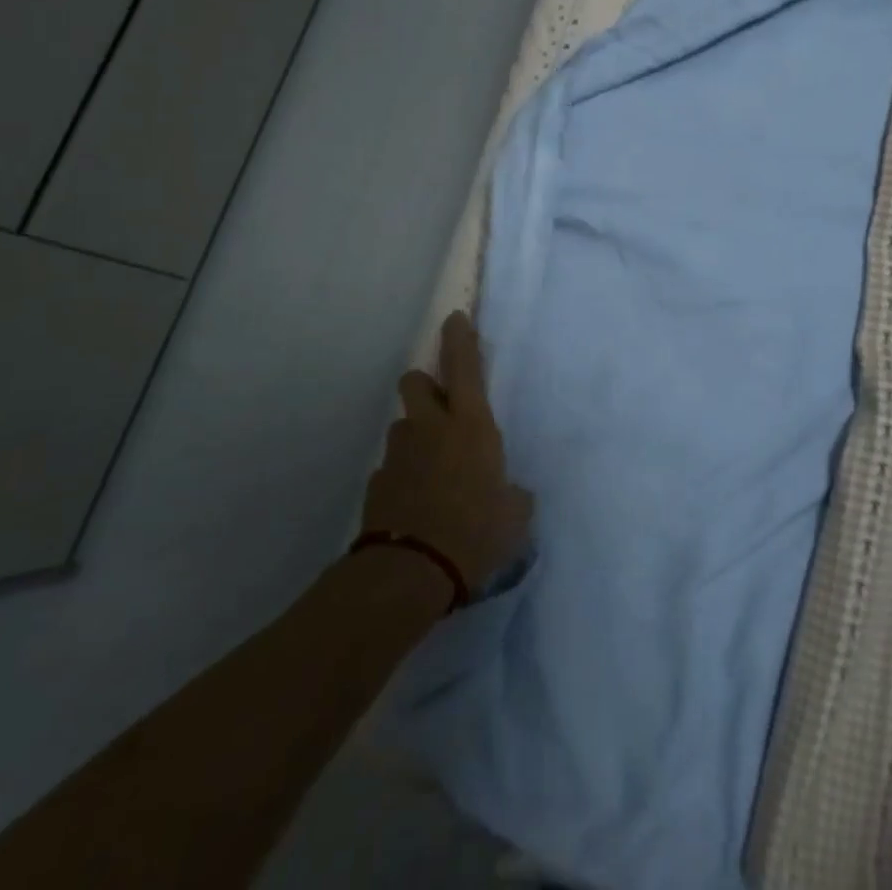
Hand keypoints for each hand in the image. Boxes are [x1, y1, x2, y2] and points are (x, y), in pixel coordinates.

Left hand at [362, 312, 532, 590]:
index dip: (459, 338)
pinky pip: (392, 468)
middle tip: (440, 409)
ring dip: (416, 437)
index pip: (464, 366)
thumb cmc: (476, 532)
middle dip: (426, 386)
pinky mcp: (376, 484)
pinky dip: (403, 477)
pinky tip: (415, 505)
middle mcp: (430, 429)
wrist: (411, 572)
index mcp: (470, 425)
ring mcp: (398, 454)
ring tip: (432, 472)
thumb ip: (513, 495)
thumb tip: (514, 495)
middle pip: (415, 381)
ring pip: (403, 427)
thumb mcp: (514, 515)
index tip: (455, 318)